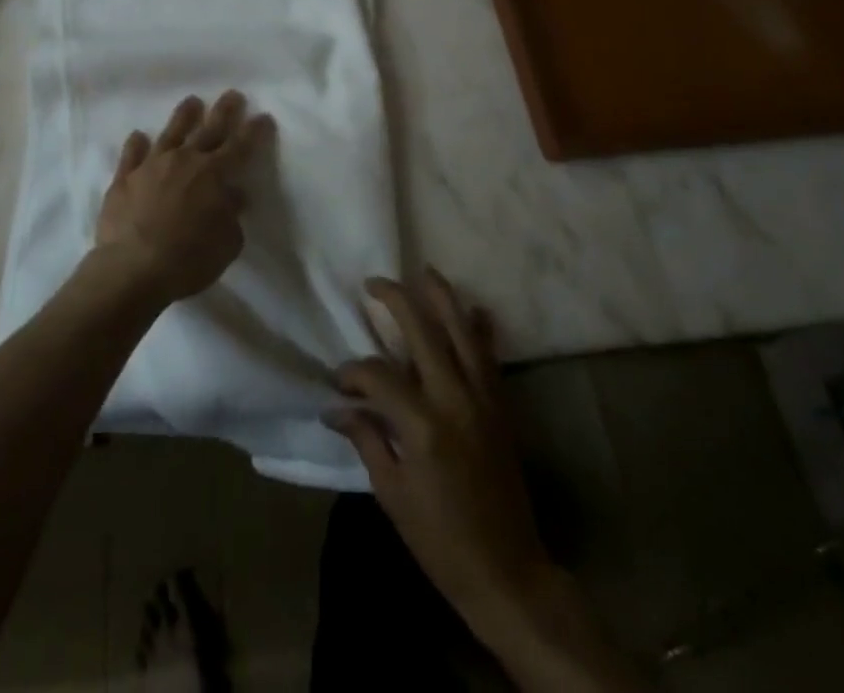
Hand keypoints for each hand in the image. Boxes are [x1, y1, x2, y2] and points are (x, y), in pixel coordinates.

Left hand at [91, 91, 273, 305]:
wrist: (133, 268)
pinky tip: (138, 136)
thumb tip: (234, 196)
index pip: (240, 146)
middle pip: (208, 130)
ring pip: (171, 133)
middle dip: (224, 111)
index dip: (254, 131)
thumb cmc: (188, 260)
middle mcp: (184, 161)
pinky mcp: (124, 178)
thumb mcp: (227, 243)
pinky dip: (136, 144)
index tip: (263, 116)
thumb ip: (232, 215)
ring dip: (184, 116)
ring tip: (192, 101)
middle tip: (233, 94)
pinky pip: (132, 155)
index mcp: (214, 175)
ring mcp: (152, 166)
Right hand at [327, 271, 553, 628]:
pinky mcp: (501, 406)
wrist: (507, 571)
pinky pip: (490, 356)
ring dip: (443, 297)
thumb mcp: (392, 494)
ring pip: (462, 331)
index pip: (378, 376)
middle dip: (396, 300)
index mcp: (422, 425)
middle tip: (374, 283)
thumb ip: (366, 439)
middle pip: (423, 332)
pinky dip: (481, 329)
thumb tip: (336, 407)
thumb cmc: (440, 540)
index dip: (353, 372)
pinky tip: (475, 308)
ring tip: (425, 271)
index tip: (338, 380)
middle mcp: (454, 399)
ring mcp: (483, 399)